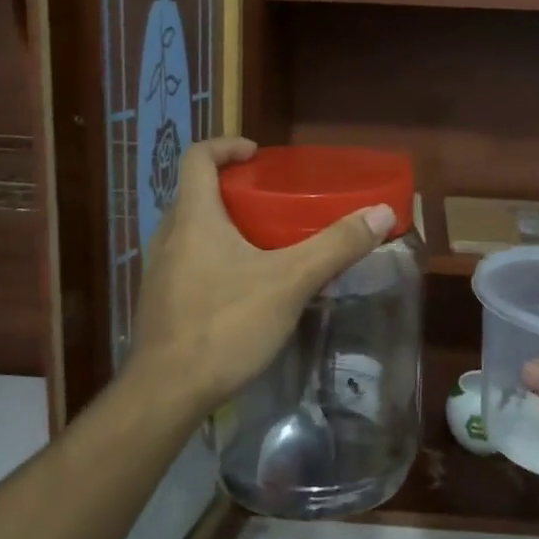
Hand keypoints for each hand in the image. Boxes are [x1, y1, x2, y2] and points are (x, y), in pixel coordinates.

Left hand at [125, 137, 394, 417]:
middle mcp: (168, 236)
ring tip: (261, 244)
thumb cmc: (226, 324)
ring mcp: (157, 272)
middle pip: (195, 194)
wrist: (167, 392)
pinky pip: (185, 263)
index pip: (198, 157)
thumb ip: (336, 246)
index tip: (258, 155)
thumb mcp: (290, 282)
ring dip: (221, 226)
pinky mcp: (158, 303)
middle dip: (232, 190)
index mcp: (194, 217)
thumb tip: (382, 212)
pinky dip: (212, 258)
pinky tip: (241, 289)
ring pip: (190, 231)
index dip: (226, 146)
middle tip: (271, 202)